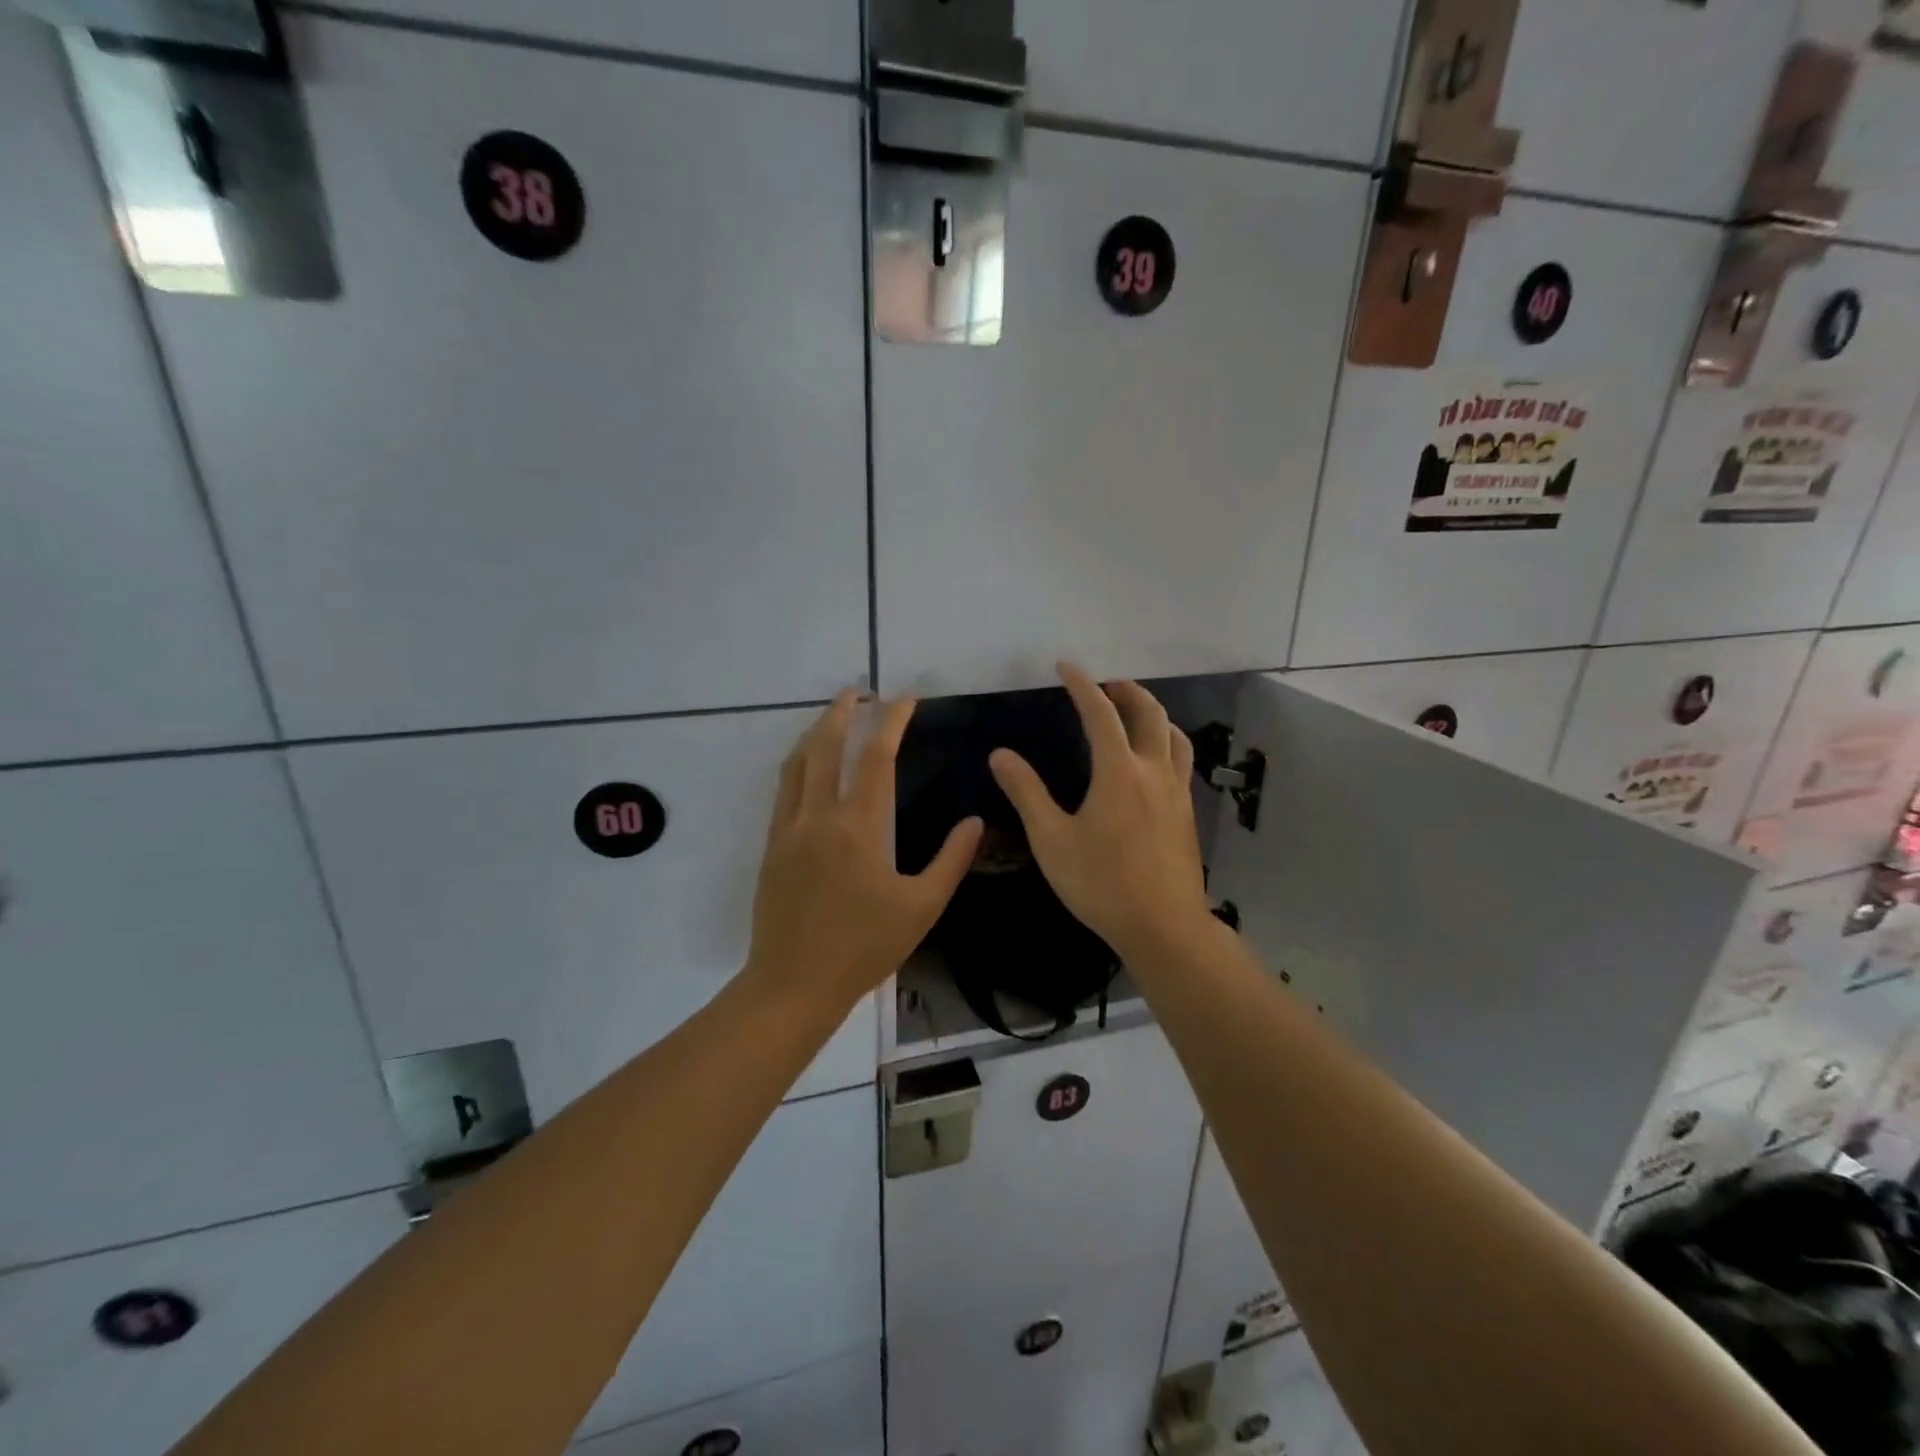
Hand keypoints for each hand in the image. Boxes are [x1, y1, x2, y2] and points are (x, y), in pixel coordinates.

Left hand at [748, 691, 982, 1011]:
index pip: (877, 757)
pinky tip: (806, 764)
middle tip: (858, 690)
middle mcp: (820, 816)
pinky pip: (783, 789)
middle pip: (827, 746)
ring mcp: (789, 829)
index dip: (892, 721)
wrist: (794, 983)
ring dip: (816, 731)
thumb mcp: (922, 908)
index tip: (905, 698)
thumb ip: (951, 861)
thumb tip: (975, 821)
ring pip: (798, 762)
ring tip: (833, 716)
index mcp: (860, 827)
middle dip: (843, 711)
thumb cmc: (864, 947)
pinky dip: (797, 763)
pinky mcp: (772, 845)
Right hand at [989, 664, 1213, 962]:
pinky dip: (1167, 742)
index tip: (1066, 666)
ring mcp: (1177, 792)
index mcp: (1119, 772)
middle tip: (1107, 684)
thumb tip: (1000, 755)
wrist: (1163, 927)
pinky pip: (1181, 762)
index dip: (1082, 685)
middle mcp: (1154, 772)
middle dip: (1127, 691)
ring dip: (1154, 714)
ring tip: (1135, 712)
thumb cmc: (1101, 884)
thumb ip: (1027, 793)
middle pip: (1149, 714)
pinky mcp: (1187, 813)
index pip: (1100, 713)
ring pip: (1174, 735)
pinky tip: (1155, 761)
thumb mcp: (1051, 840)